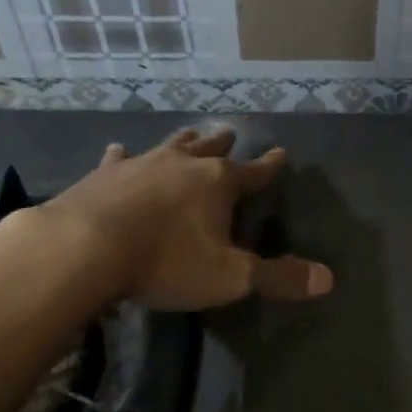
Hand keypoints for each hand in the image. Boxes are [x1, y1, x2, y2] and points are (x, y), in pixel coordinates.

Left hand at [36, 127, 332, 310]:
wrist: (83, 249)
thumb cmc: (166, 261)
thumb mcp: (230, 277)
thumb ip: (278, 278)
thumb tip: (327, 279)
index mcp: (218, 183)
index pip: (254, 171)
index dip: (270, 165)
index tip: (280, 153)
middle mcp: (182, 164)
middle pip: (210, 148)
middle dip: (223, 143)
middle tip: (231, 133)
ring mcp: (140, 164)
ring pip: (170, 145)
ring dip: (184, 141)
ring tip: (191, 133)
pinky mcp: (103, 175)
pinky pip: (119, 159)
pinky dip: (124, 156)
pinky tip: (119, 151)